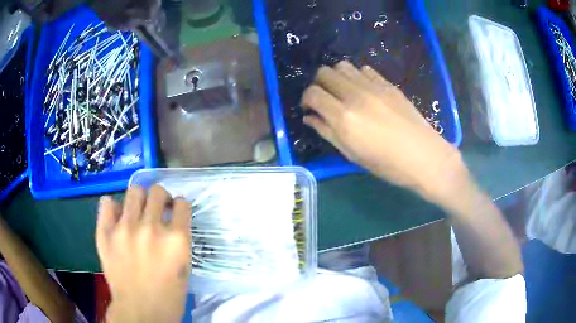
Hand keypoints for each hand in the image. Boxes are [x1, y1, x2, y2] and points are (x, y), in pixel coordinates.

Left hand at [96, 186, 190, 322]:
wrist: (140, 311)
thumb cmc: (168, 295)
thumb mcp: (184, 267)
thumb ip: (179, 240)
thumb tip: (170, 221)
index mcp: (176, 240)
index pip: (182, 203)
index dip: (179, 206)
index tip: (175, 211)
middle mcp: (151, 228)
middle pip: (158, 192)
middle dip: (161, 198)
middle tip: (157, 209)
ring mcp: (125, 229)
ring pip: (134, 191)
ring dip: (140, 198)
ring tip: (137, 211)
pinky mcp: (106, 233)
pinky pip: (107, 203)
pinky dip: (113, 207)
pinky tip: (117, 217)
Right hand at [301, 61, 466, 203]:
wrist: (424, 156)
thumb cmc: (387, 164)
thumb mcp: (352, 154)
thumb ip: (327, 132)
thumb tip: (309, 118)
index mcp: (344, 117)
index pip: (313, 93)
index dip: (306, 99)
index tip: (309, 108)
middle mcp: (355, 95)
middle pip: (325, 72)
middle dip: (318, 84)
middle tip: (324, 99)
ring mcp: (373, 86)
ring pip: (343, 66)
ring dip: (336, 77)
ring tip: (342, 92)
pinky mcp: (388, 84)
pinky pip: (364, 69)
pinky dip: (356, 76)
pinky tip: (362, 90)